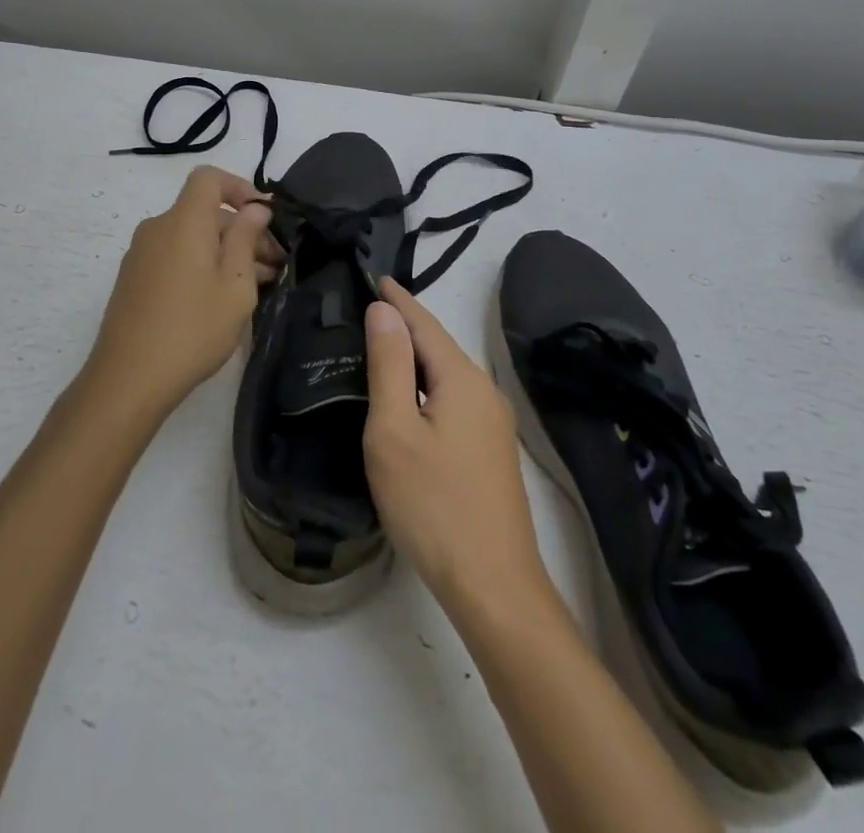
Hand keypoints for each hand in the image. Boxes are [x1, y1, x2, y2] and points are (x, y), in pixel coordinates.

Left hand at [87, 166, 279, 417]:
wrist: (127, 380)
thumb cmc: (192, 329)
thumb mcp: (235, 285)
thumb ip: (246, 239)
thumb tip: (255, 208)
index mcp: (184, 221)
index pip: (209, 178)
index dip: (240, 187)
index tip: (265, 217)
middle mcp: (158, 228)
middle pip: (205, 212)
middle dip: (243, 230)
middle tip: (276, 264)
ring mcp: (141, 254)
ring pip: (192, 237)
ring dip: (226, 251)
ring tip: (257, 285)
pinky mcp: (134, 279)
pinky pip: (175, 255)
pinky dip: (202, 264)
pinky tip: (223, 298)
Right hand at [362, 279, 552, 618]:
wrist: (494, 585)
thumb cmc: (433, 504)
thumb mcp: (395, 430)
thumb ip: (390, 365)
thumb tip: (384, 311)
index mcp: (462, 379)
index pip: (424, 323)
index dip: (398, 300)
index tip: (376, 277)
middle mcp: (484, 392)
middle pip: (439, 346)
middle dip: (406, 324)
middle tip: (369, 309)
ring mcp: (493, 424)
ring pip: (447, 375)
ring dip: (416, 357)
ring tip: (383, 347)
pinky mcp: (491, 452)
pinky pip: (454, 400)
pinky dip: (427, 386)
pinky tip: (411, 399)